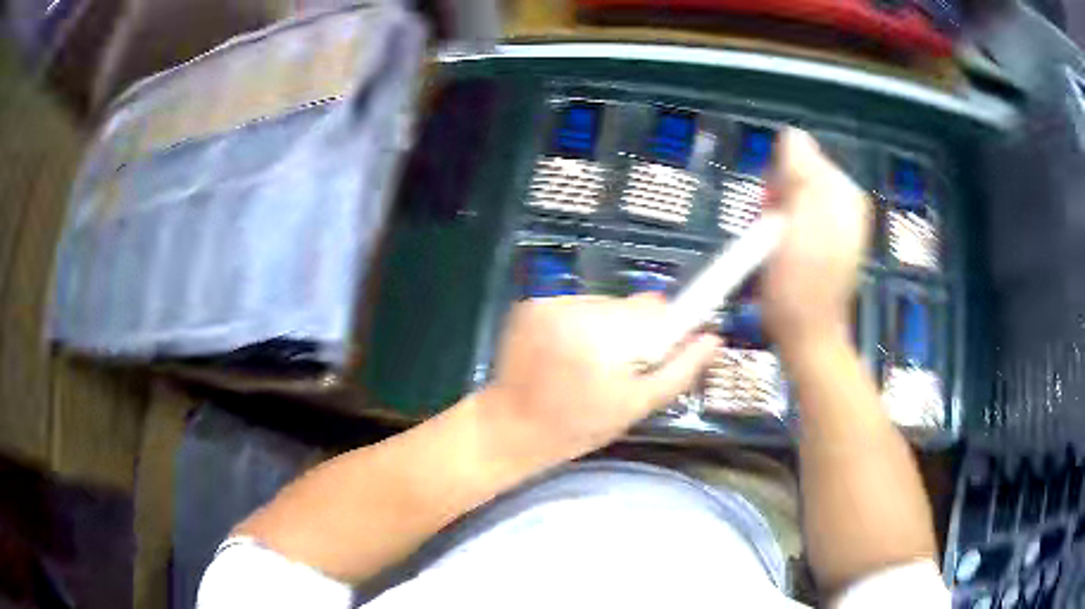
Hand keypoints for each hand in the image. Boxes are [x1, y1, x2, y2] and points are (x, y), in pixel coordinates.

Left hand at [483, 294, 719, 464]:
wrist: (511, 427)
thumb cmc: (578, 426)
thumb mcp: (636, 406)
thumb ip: (679, 371)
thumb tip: (713, 338)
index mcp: (604, 337)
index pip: (657, 309)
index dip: (668, 324)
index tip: (671, 341)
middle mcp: (574, 310)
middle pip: (630, 305)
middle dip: (636, 331)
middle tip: (623, 367)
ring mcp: (548, 304)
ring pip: (604, 304)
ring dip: (608, 327)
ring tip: (592, 363)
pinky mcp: (531, 304)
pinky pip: (575, 306)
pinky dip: (581, 325)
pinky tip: (570, 353)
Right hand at [762, 129, 870, 351]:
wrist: (807, 335)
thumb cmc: (797, 284)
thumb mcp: (794, 223)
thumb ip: (798, 174)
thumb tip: (793, 134)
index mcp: (844, 193)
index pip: (802, 153)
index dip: (779, 175)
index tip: (771, 205)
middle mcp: (847, 203)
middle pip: (801, 173)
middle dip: (780, 193)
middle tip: (773, 226)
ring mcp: (840, 224)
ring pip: (797, 194)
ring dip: (780, 212)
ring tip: (777, 243)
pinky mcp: (830, 242)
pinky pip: (801, 215)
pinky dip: (786, 226)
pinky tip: (784, 249)